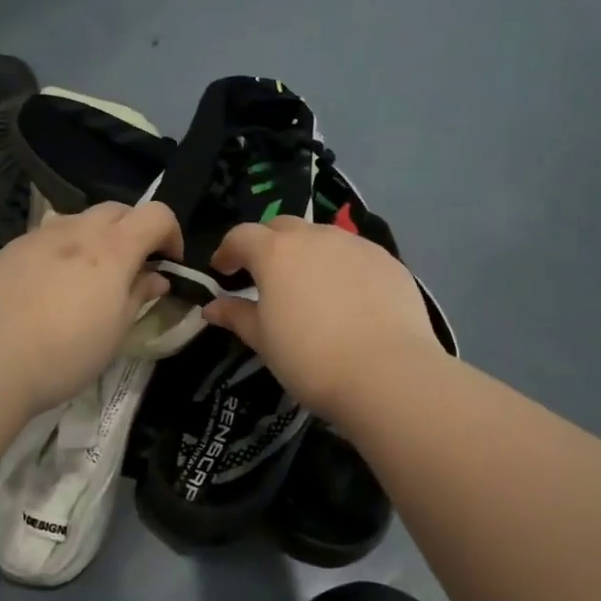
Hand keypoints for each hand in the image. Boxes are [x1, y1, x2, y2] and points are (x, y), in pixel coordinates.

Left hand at [0, 200, 182, 412]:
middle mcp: (76, 230)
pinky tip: (45, 289)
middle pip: (116, 209)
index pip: (157, 214)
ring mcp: (36, 237)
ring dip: (93, 238)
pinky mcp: (6, 252)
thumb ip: (139, 295)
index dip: (171, 234)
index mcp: (112, 248)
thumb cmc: (67, 352)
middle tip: (131, 267)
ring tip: (86, 277)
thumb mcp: (116, 331)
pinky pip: (43, 240)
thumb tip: (156, 277)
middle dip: (133, 230)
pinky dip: (58, 252)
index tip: (168, 264)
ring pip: (76, 220)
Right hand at [202, 217, 439, 421]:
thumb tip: (212, 307)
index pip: (241, 236)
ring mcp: (356, 245)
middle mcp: (315, 237)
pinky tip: (348, 298)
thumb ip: (236, 316)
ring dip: (307, 253)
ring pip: (322, 237)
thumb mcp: (263, 340)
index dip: (227, 251)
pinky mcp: (388, 261)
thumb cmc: (310, 358)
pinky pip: (355, 255)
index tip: (222, 272)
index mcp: (276, 252)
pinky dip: (342, 267)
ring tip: (309, 286)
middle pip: (282, 227)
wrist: (387, 373)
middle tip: (265, 276)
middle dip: (267, 245)